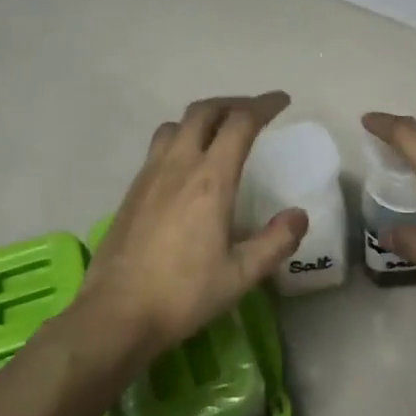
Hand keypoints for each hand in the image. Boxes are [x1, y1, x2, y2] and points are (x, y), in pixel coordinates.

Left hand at [73, 93, 307, 362]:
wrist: (116, 314)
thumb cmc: (184, 294)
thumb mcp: (241, 275)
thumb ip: (275, 242)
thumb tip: (298, 215)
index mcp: (210, 181)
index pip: (240, 123)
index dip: (264, 105)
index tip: (282, 101)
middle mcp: (177, 166)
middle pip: (203, 112)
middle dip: (232, 104)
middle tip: (253, 112)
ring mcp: (149, 176)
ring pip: (176, 125)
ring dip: (202, 118)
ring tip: (219, 133)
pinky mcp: (131, 191)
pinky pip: (159, 147)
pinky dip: (181, 138)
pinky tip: (187, 166)